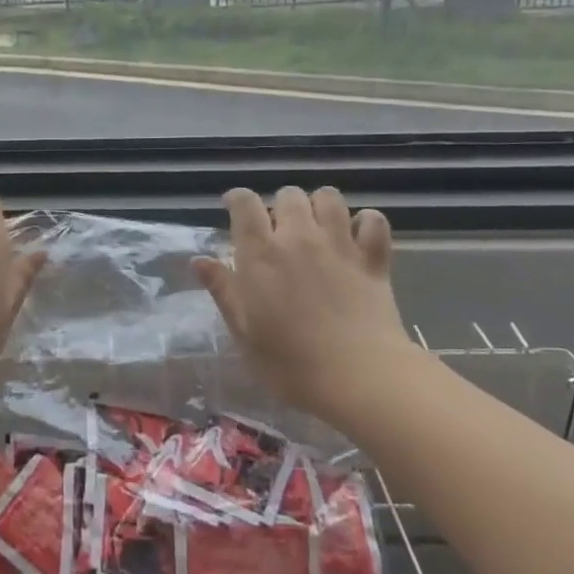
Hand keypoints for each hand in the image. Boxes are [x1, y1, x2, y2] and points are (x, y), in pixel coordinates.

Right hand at [194, 186, 418, 428]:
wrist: (360, 378)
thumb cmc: (290, 364)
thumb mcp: (244, 332)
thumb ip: (223, 291)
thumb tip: (199, 260)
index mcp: (261, 253)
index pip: (245, 203)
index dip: (237, 199)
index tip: (233, 208)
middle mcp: (299, 237)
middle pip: (288, 194)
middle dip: (280, 205)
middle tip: (278, 230)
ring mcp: (340, 244)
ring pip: (329, 197)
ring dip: (319, 206)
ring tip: (317, 227)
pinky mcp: (373, 259)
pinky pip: (373, 220)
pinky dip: (366, 223)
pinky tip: (358, 238)